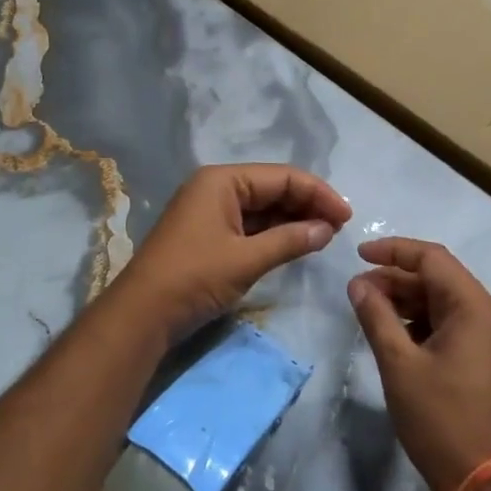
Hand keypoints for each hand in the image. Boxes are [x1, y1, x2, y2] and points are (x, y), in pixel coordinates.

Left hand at [111, 164, 350, 337]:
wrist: (142, 314)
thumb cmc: (194, 277)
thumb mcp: (246, 259)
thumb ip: (290, 240)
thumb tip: (327, 229)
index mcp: (223, 181)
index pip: (282, 176)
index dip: (318, 193)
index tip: (347, 217)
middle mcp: (216, 187)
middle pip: (273, 188)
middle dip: (307, 205)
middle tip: (339, 229)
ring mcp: (210, 211)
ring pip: (262, 208)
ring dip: (293, 220)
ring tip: (324, 236)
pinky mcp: (208, 234)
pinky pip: (249, 225)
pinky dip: (274, 233)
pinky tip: (296, 244)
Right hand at [348, 237, 490, 490]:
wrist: (481, 479)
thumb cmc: (438, 417)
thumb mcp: (398, 364)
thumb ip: (377, 316)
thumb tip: (358, 284)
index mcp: (475, 309)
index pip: (433, 259)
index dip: (394, 251)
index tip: (359, 255)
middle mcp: (490, 316)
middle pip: (440, 279)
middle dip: (397, 279)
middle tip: (358, 290)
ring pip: (446, 302)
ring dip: (409, 301)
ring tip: (371, 310)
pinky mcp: (489, 360)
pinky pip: (454, 325)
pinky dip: (424, 322)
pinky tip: (396, 334)